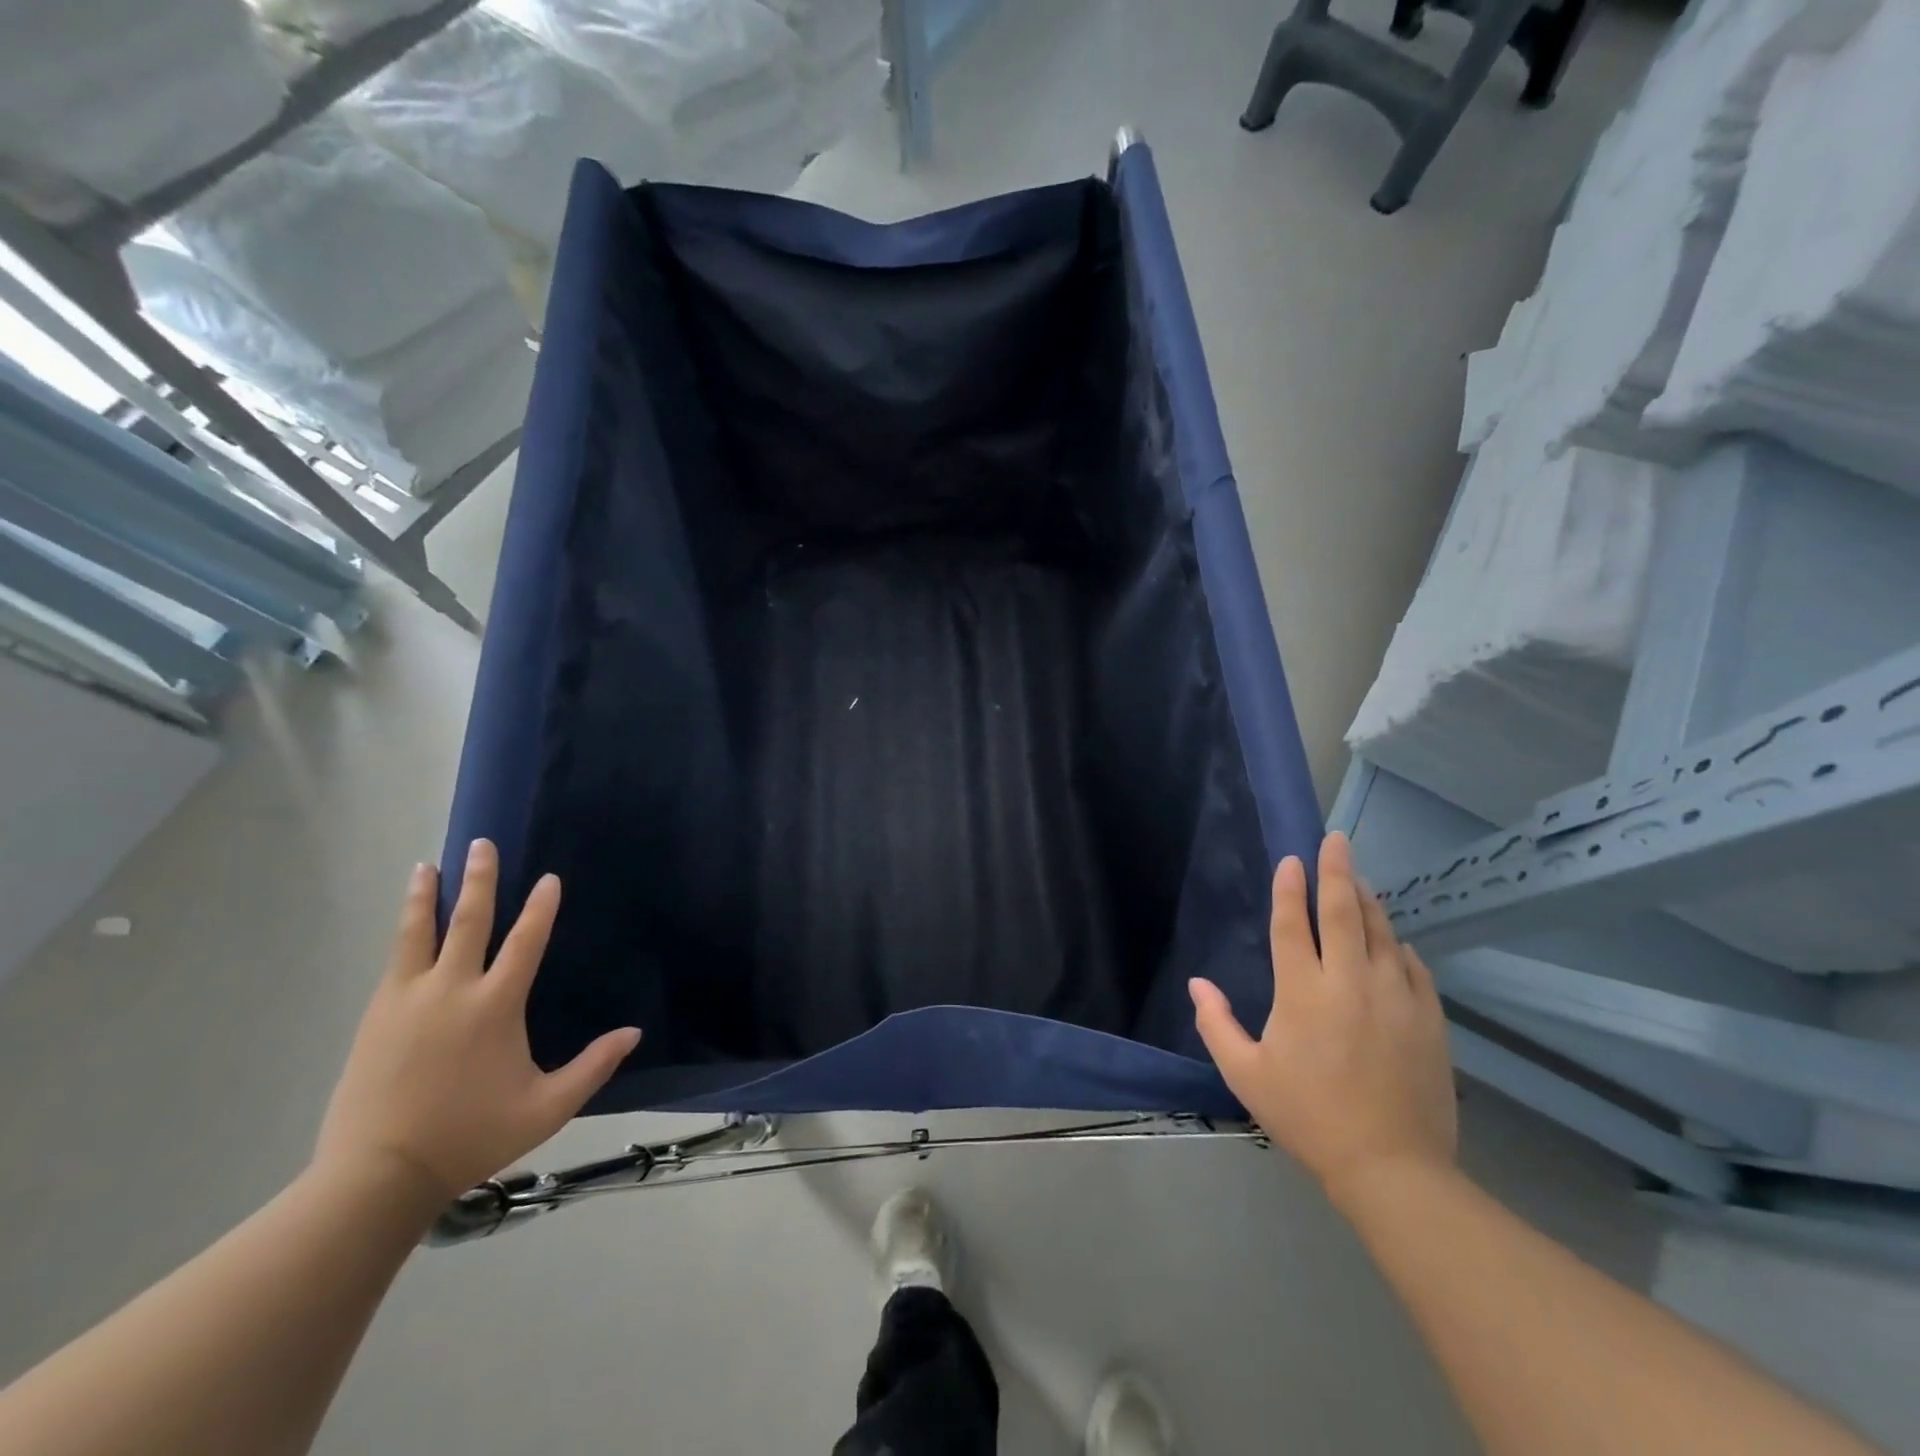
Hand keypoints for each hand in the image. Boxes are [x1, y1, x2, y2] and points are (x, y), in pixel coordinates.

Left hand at [314, 840, 640, 1204]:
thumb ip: (593, 1067)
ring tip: (427, 866)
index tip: (548, 878)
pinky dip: (403, 932)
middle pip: (468, 922)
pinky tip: (406, 925)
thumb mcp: (547, 1108)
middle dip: (478, 880)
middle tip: (481, 844)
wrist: (378, 1174)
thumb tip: (634, 1033)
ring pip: (417, 934)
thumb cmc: (471, 1136)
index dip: (540, 908)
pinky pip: (394, 961)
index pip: (525, 943)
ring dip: (425, 897)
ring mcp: (407, 1000)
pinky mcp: (376, 1017)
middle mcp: (451, 990)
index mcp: (495, 1006)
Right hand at [1189, 831, 1456, 1204]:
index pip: (1293, 924)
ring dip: (1369, 901)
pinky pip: (1414, 967)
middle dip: (1338, 870)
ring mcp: (1396, 996)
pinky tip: (1395, 942)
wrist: (1391, 1166)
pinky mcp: (1428, 1017)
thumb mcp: (1246, 1074)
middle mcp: (1351, 981)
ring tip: (1359, 879)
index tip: (1292, 859)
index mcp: (1303, 991)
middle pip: (1344, 912)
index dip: (1290, 888)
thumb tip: (1198, 983)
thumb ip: (1217, 1023)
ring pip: (1383, 932)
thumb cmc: (1308, 1117)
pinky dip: (1400, 946)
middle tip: (1337, 839)